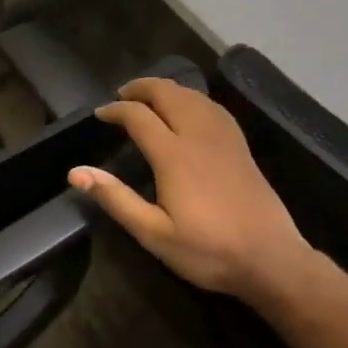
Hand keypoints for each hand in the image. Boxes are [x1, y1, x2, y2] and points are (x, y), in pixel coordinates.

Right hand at [69, 78, 315, 308]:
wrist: (271, 259)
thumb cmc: (208, 250)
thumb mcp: (154, 234)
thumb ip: (116, 199)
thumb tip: (76, 173)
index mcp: (173, 154)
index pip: (138, 116)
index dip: (115, 110)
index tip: (100, 114)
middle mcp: (198, 135)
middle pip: (167, 93)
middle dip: (140, 88)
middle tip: (121, 95)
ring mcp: (223, 137)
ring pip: (191, 95)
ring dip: (166, 89)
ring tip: (149, 97)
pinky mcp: (240, 145)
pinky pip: (212, 106)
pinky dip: (192, 98)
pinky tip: (190, 108)